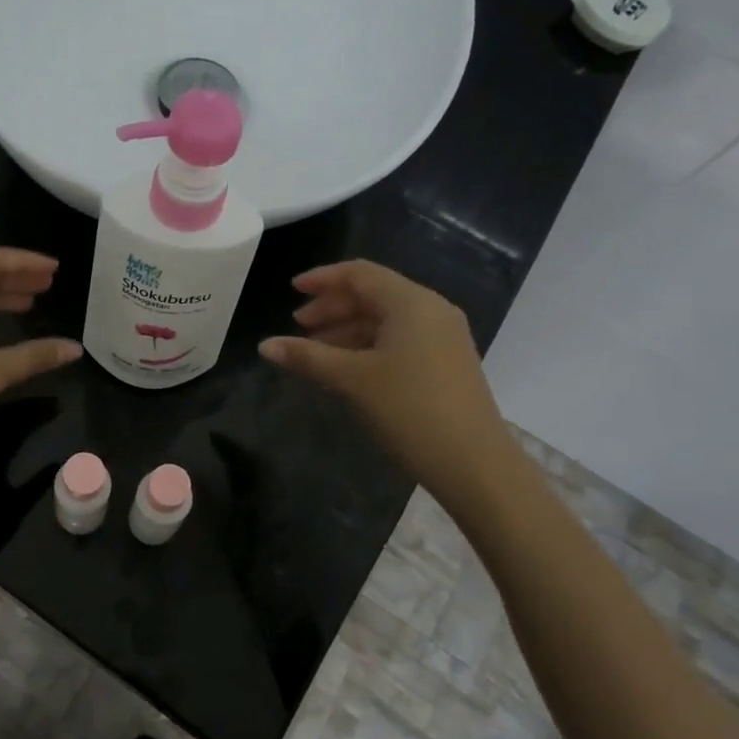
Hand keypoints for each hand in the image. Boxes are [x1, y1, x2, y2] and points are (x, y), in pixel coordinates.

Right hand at [259, 260, 520, 513]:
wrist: (474, 464)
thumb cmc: (409, 410)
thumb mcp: (352, 379)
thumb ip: (307, 356)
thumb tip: (265, 345)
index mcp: (412, 303)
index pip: (360, 274)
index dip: (322, 279)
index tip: (291, 291)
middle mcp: (431, 311)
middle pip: (373, 294)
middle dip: (332, 307)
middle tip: (299, 327)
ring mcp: (443, 338)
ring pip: (386, 320)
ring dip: (348, 329)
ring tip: (315, 351)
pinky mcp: (446, 363)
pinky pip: (400, 339)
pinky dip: (368, 346)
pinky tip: (347, 368)